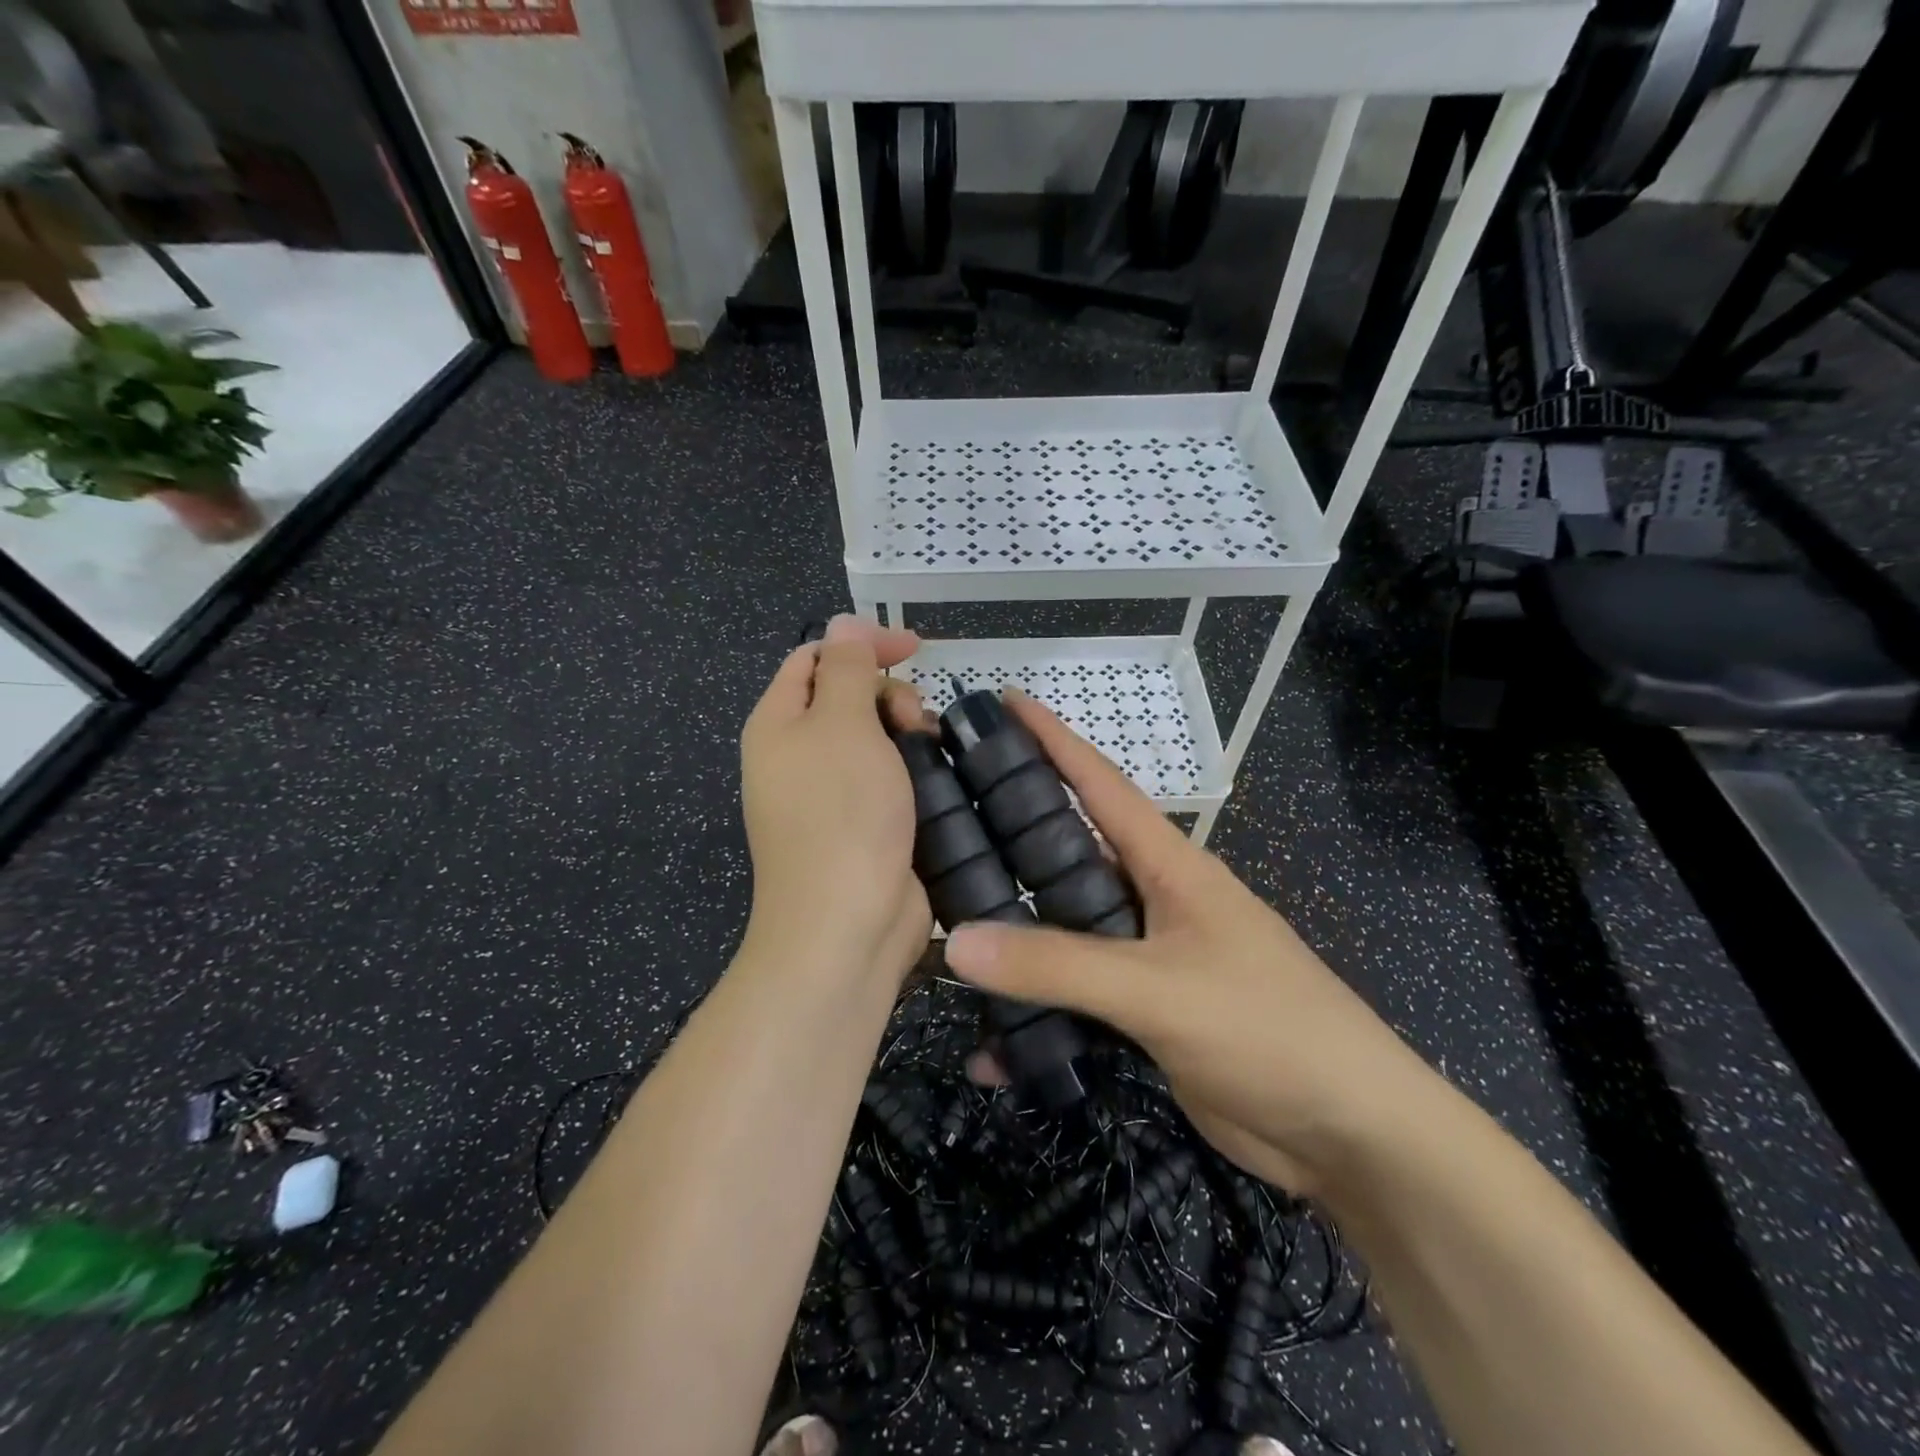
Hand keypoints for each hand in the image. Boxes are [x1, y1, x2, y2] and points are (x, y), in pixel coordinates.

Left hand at [739, 615, 932, 988]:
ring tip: (927, 750)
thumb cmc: (841, 813)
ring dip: (904, 732)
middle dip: (886, 694)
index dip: (862, 644)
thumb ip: (845, 666)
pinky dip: (910, 770)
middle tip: (912, 720)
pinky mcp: (860, 827)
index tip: (916, 649)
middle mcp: (796, 756)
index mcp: (777, 723)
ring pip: (872, 740)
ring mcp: (827, 796)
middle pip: (845, 697)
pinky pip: (886, 779)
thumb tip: (842, 622)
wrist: (845, 925)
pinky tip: (935, 780)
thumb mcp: (842, 724)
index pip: (815, 658)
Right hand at [944, 691, 1440, 1195]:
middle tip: (940, 821)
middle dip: (1009, 837)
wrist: (1348, 1134)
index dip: (1052, 738)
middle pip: (1068, 857)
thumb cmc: (1267, 1029)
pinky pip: (1076, 1000)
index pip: (1100, 783)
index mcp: (1168, 865)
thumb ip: (1058, 965)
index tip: (1001, 703)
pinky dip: (1037, 1017)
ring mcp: (1148, 958)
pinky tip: (991, 1047)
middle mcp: (1152, 900)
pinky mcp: (1144, 1013)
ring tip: (943, 928)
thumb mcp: (1159, 989)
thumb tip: (955, 941)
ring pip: (1064, 932)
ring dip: (1014, 936)